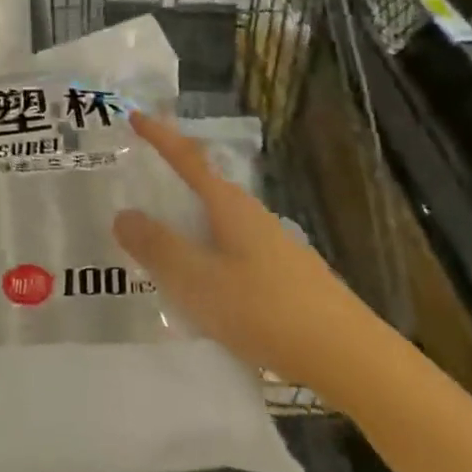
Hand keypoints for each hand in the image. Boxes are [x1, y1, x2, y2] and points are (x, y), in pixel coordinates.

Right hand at [114, 112, 369, 403]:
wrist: (349, 356)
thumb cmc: (266, 310)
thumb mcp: (199, 281)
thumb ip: (158, 247)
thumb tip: (122, 214)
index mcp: (229, 205)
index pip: (188, 158)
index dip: (160, 136)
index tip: (135, 115)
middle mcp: (251, 215)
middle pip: (204, 185)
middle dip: (171, 179)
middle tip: (137, 182)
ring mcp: (271, 245)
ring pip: (218, 221)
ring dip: (187, 221)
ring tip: (158, 239)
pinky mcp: (283, 275)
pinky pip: (230, 249)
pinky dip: (205, 251)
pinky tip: (201, 284)